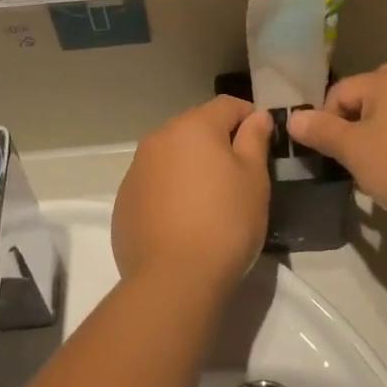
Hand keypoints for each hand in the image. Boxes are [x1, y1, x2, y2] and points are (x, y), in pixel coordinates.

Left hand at [112, 96, 272, 294]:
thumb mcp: (254, 179)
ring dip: (191, 165)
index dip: (249, 117)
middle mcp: (159, 138)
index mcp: (193, 127)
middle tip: (239, 173)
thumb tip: (257, 116)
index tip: (262, 140)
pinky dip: (170, 189)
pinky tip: (183, 219)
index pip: (227, 105)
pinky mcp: (124, 200)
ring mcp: (136, 170)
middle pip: (195, 127)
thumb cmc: (225, 223)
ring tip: (210, 198)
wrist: (173, 280)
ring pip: (172, 154)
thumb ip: (255, 140)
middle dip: (218, 141)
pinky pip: (154, 182)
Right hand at [285, 63, 386, 247]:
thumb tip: (292, 118)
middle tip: (348, 163)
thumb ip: (321, 131)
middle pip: (365, 105)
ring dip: (374, 148)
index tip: (325, 155)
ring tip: (373, 178)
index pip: (338, 93)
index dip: (325, 123)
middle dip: (351, 134)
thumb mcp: (354, 149)